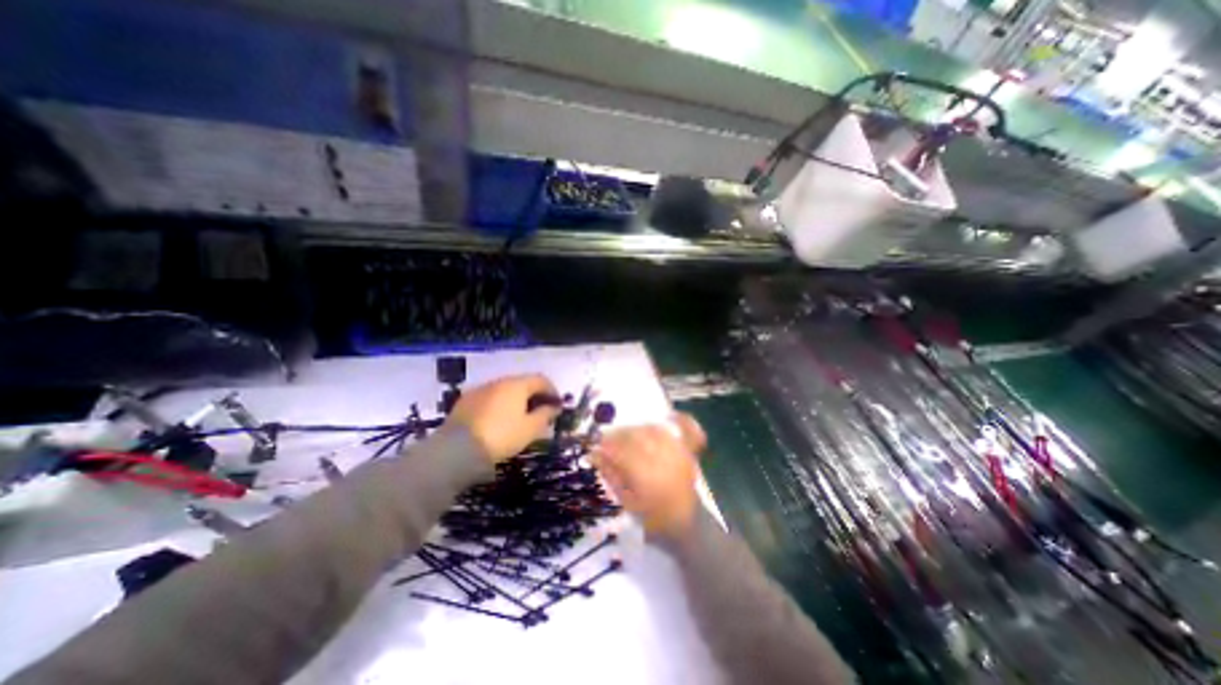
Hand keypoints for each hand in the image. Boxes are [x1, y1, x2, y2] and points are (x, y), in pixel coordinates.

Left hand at [448, 376, 561, 465]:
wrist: (458, 450)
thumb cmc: (502, 436)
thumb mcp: (530, 429)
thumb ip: (546, 415)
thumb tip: (555, 407)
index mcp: (517, 385)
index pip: (540, 380)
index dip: (552, 391)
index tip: (556, 405)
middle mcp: (499, 381)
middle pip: (522, 383)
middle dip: (533, 395)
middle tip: (539, 412)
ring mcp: (480, 389)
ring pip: (504, 390)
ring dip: (515, 400)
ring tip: (518, 417)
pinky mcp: (465, 401)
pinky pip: (489, 398)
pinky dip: (498, 405)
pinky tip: (497, 420)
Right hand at [592, 414, 706, 536]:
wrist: (684, 523)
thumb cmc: (651, 516)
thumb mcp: (626, 500)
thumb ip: (610, 474)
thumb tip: (593, 454)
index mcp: (647, 477)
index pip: (622, 452)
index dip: (607, 445)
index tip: (596, 445)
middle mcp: (664, 461)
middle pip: (638, 437)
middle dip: (619, 435)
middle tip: (607, 438)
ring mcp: (680, 455)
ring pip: (655, 431)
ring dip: (638, 428)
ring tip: (627, 433)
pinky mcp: (690, 452)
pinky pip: (690, 430)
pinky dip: (681, 420)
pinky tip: (669, 416)